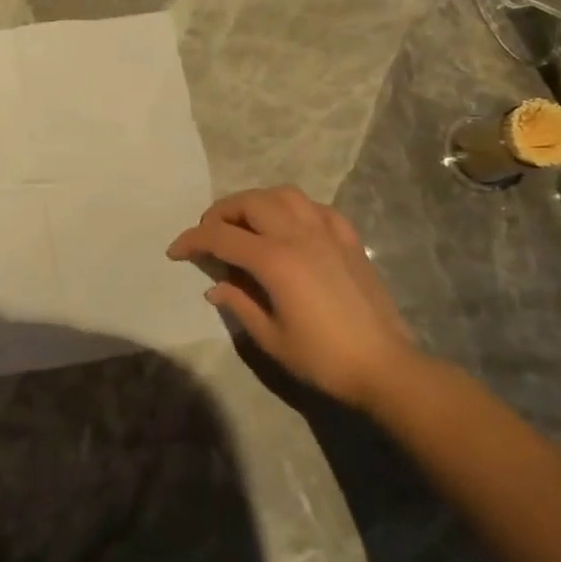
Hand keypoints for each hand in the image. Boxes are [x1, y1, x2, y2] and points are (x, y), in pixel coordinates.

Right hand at [167, 186, 423, 409]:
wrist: (385, 367)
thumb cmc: (323, 358)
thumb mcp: (270, 338)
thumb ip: (239, 304)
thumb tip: (215, 286)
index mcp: (275, 260)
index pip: (221, 237)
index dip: (192, 240)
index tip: (175, 251)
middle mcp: (299, 235)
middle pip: (250, 202)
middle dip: (221, 212)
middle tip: (209, 234)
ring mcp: (328, 233)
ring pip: (284, 195)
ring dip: (256, 202)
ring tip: (245, 223)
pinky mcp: (349, 240)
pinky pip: (316, 208)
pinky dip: (293, 209)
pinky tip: (289, 227)